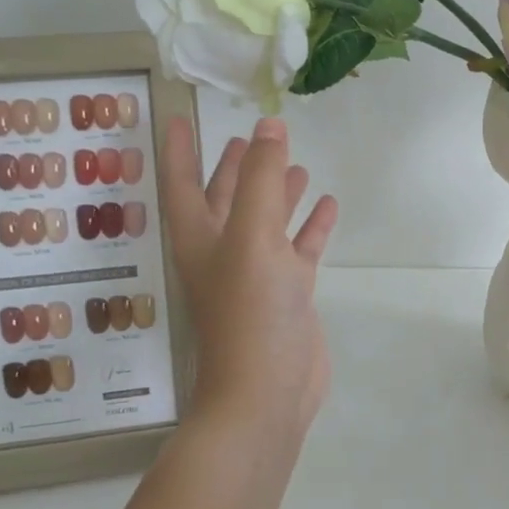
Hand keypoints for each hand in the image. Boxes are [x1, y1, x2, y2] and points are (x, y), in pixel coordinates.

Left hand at [159, 116, 338, 438]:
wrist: (267, 391)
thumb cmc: (249, 311)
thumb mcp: (252, 237)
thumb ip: (262, 180)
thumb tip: (270, 125)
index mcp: (200, 237)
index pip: (182, 182)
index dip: (181, 149)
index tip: (180, 117)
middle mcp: (224, 252)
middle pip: (226, 199)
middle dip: (236, 168)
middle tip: (251, 136)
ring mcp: (258, 273)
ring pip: (266, 222)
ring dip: (278, 193)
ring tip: (296, 165)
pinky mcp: (289, 292)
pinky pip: (299, 248)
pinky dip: (311, 226)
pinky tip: (328, 205)